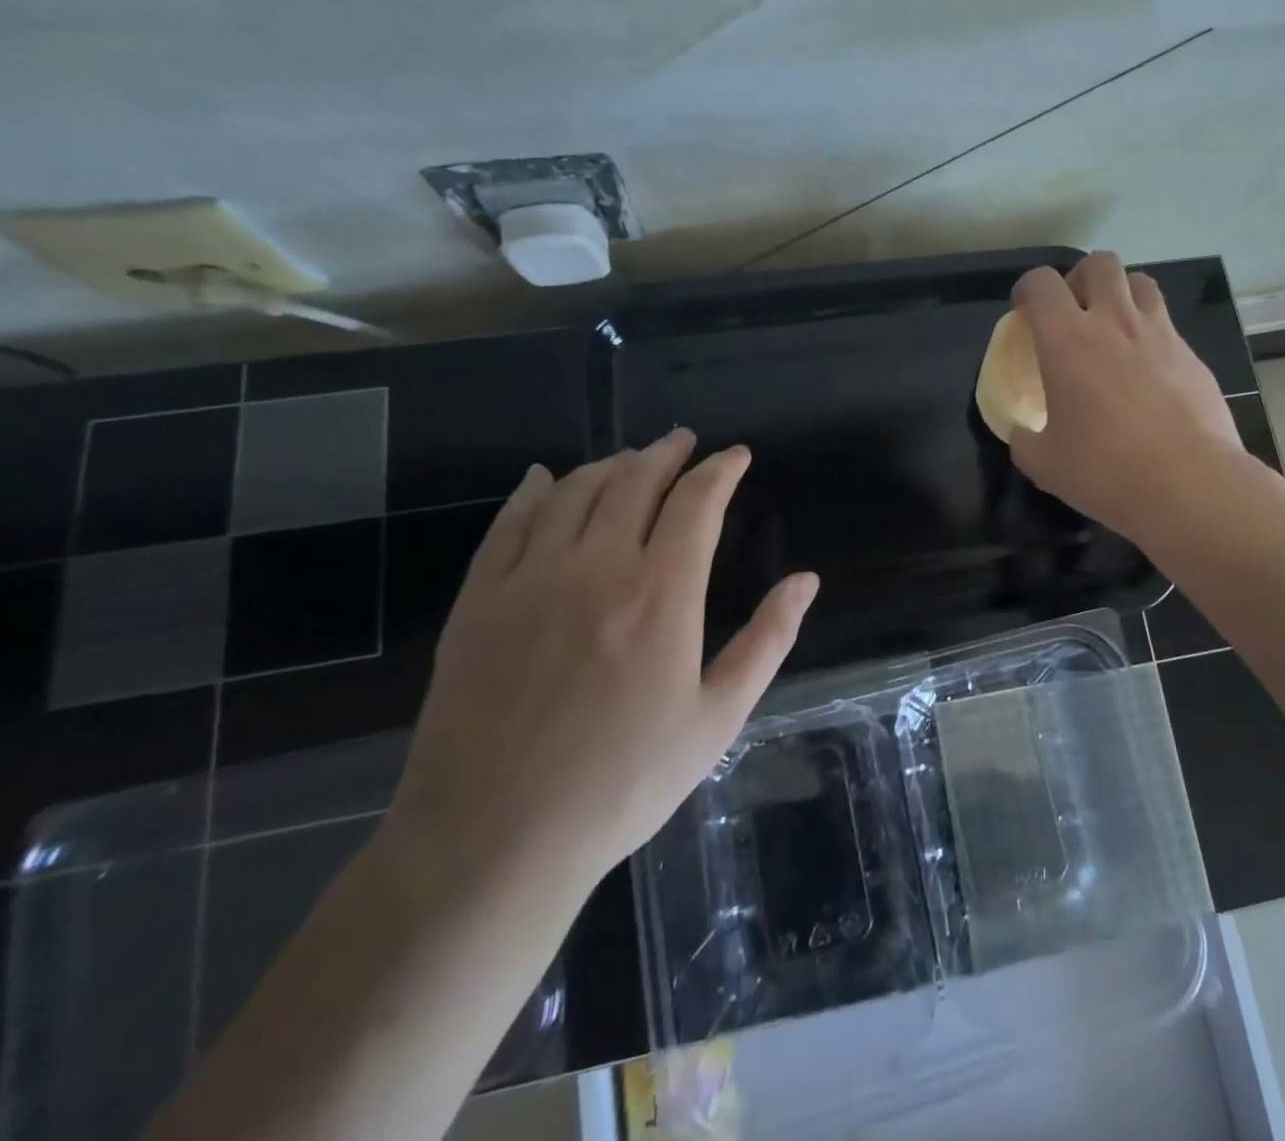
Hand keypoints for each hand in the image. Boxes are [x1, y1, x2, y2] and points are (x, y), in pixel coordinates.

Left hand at [382, 432, 818, 895]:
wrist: (493, 842)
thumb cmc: (623, 784)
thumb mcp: (718, 719)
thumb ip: (767, 640)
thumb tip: (806, 580)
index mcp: (661, 593)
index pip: (696, 503)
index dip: (720, 470)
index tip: (735, 456)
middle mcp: (596, 567)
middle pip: (634, 482)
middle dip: (666, 453)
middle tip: (683, 441)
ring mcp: (529, 580)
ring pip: (573, 492)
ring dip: (609, 465)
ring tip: (630, 458)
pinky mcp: (478, 603)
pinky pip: (507, 525)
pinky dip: (532, 492)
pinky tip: (542, 479)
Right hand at [1009, 253, 1247, 542]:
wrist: (1189, 485)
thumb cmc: (1105, 471)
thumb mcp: (1043, 463)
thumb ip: (1024, 438)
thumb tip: (1022, 431)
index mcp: (1067, 341)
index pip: (1041, 283)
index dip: (1027, 289)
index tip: (1024, 311)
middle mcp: (1114, 322)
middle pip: (1099, 264)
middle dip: (1080, 278)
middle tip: (1074, 311)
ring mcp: (1160, 334)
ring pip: (1141, 283)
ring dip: (1122, 294)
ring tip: (1114, 328)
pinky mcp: (1192, 356)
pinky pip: (1168, 325)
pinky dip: (1151, 334)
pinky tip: (1149, 373)